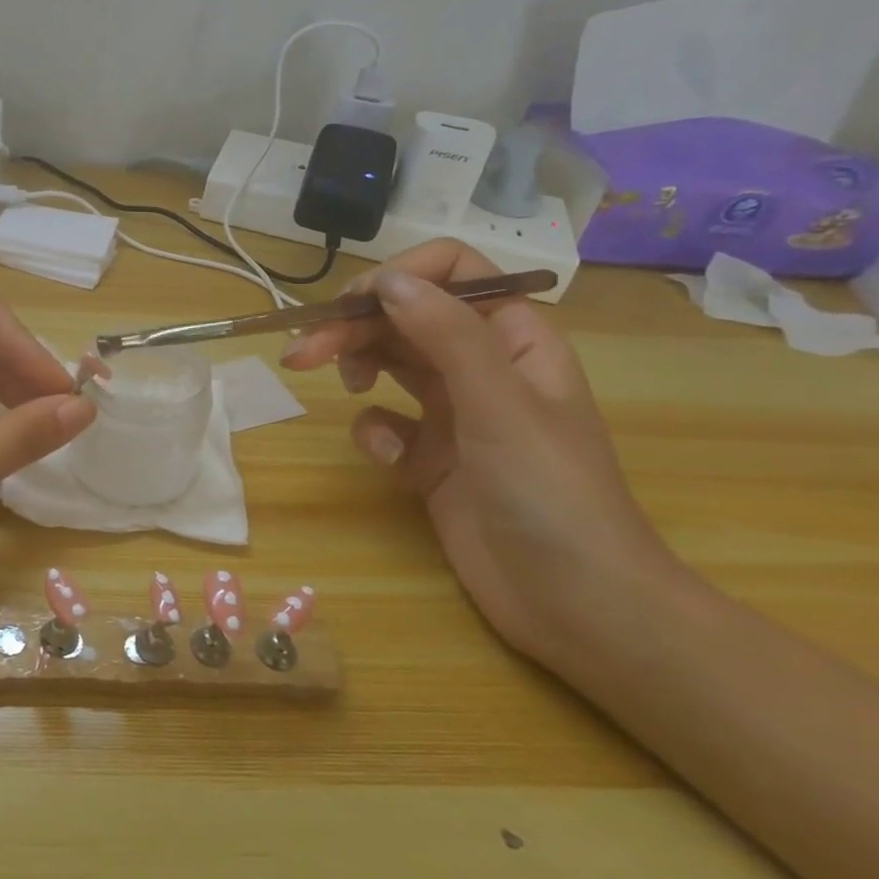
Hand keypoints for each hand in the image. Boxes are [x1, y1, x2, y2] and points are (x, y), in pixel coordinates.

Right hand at [281, 239, 676, 668]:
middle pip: (404, 317)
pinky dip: (376, 433)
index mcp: (512, 338)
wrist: (577, 605)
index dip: (399, 277)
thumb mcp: (499, 403)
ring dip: (352, 364)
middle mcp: (481, 366)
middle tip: (301, 352)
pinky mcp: (428, 457)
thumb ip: (445, 334)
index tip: (352, 305)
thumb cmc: (551, 493)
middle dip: (353, 326)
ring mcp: (453, 413)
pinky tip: (392, 460)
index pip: (452, 273)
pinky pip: (385, 422)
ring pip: (387, 362)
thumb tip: (386, 280)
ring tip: (330, 382)